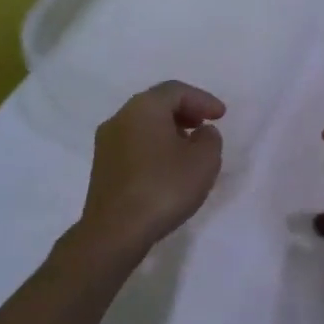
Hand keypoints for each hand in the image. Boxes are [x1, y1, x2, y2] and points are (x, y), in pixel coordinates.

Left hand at [77, 81, 225, 259]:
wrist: (114, 233)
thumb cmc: (163, 188)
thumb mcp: (204, 160)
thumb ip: (210, 138)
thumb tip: (201, 133)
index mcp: (144, 107)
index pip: (176, 91)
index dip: (202, 99)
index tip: (221, 115)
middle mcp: (120, 118)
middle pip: (157, 104)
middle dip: (185, 111)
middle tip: (205, 124)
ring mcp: (106, 143)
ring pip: (143, 124)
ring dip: (169, 129)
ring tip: (190, 147)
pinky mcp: (102, 167)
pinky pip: (134, 143)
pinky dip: (154, 145)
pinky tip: (168, 166)